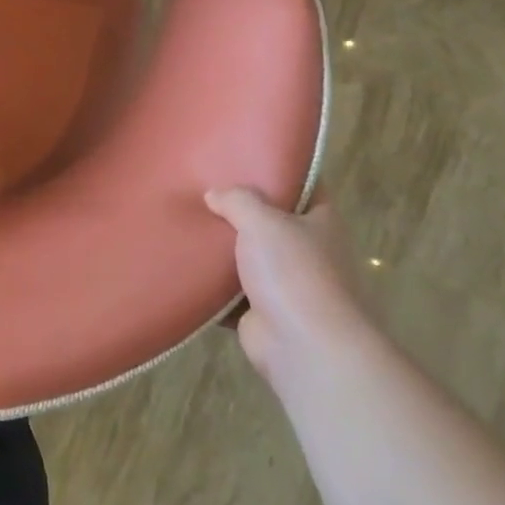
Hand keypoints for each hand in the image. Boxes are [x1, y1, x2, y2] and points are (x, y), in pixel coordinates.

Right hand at [204, 188, 372, 387]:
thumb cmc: (294, 272)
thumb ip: (237, 200)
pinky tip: (184, 264)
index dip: (278, 171)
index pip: (304, 186)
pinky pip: (231, 291)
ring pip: (248, 257)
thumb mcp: (263, 221)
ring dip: (223, 248)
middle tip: (203, 188)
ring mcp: (287, 284)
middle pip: (271, 222)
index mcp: (321, 223)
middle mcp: (308, 251)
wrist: (305, 347)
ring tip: (186, 222)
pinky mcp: (263, 312)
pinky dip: (211, 284)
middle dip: (240, 210)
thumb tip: (214, 194)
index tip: (245, 157)